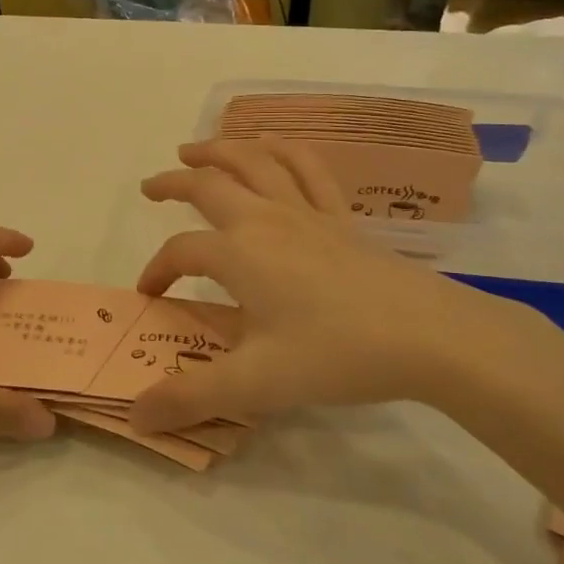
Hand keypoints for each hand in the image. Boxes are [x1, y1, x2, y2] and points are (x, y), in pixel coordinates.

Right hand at [130, 141, 553, 431]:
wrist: (428, 335)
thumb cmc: (336, 354)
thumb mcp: (256, 384)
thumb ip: (191, 398)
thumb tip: (136, 416)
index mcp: (239, 254)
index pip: (181, 251)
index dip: (157, 269)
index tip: (149, 294)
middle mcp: (266, 219)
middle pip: (210, 185)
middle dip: (174, 182)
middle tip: (151, 186)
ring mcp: (307, 212)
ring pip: (255, 161)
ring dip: (220, 149)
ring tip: (196, 149)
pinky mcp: (341, 216)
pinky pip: (308, 168)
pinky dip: (284, 150)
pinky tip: (273, 147)